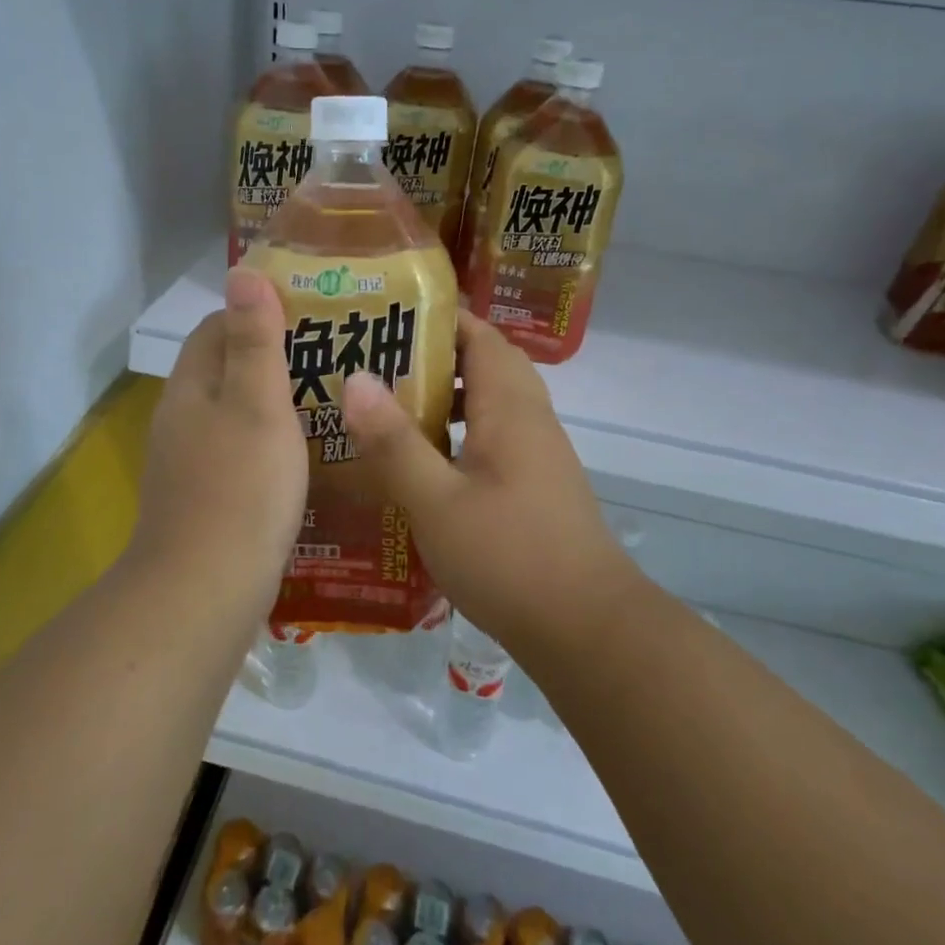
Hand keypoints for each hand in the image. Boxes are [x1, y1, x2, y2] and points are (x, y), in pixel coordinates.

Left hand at [132, 268, 306, 581]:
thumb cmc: (240, 486)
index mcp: (190, 389)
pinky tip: (304, 459)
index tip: (307, 313)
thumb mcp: (256, 402)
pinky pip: (238, 455)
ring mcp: (189, 464)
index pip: (215, 329)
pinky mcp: (205, 501)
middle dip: (271, 358)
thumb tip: (242, 271)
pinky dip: (269, 445)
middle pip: (224, 371)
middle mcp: (182, 421)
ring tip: (328, 402)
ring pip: (233, 415)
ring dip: (273, 404)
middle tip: (331, 357)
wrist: (205, 590)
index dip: (256, 313)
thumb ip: (253, 339)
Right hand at [339, 311, 634, 646]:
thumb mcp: (435, 501)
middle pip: (486, 363)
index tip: (385, 315)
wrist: (587, 628)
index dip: (437, 317)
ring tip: (390, 407)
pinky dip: (460, 433)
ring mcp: (538, 454)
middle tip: (377, 360)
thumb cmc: (508, 557)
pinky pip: (495, 437)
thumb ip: (394, 441)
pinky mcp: (537, 485)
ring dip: (447, 395)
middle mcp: (530, 419)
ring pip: (491, 402)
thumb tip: (356, 378)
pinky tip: (424, 463)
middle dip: (435, 354)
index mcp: (509, 407)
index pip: (479, 335)